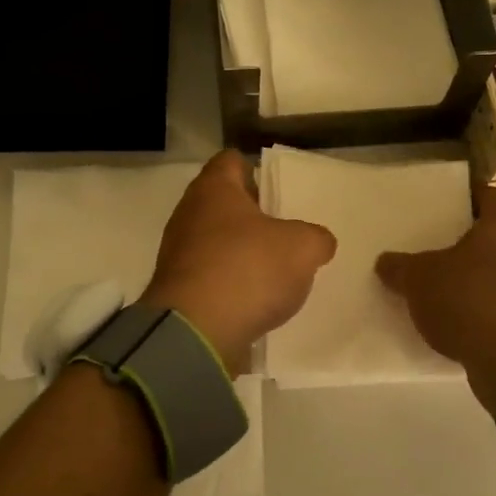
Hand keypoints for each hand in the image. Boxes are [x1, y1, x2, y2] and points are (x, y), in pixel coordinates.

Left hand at [139, 151, 337, 376]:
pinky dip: (229, 283)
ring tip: (274, 270)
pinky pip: (209, 275)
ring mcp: (178, 253)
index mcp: (214, 189)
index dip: (256, 170)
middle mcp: (189, 213)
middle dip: (252, 215)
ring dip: (241, 251)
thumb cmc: (247, 270)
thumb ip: (316, 238)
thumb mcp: (302, 248)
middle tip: (284, 231)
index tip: (278, 191)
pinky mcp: (177, 289)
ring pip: (216, 240)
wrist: (195, 333)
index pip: (231, 161)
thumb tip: (318, 242)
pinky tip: (254, 300)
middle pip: (223, 203)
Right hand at [375, 185, 495, 411]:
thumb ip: (400, 267)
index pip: (485, 194)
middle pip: (494, 232)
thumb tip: (385, 262)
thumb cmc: (472, 301)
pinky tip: (459, 316)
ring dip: (476, 274)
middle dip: (464, 239)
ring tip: (440, 283)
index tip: (434, 209)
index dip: (459, 199)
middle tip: (430, 245)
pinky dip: (487, 303)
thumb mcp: (419, 280)